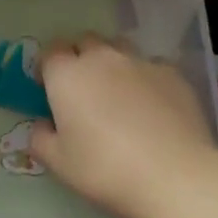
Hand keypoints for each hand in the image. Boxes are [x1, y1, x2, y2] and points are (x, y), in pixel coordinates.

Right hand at [33, 35, 217, 217]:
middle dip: (79, 58)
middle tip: (82, 89)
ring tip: (117, 92)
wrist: (176, 176)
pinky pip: (151, 66)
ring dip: (112, 62)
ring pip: (119, 48)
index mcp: (67, 75)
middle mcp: (101, 58)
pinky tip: (152, 106)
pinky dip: (145, 78)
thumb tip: (43, 125)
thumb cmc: (106, 169)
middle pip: (84, 41)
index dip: (48, 68)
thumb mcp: (59, 164)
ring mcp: (140, 63)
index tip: (49, 89)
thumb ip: (41, 139)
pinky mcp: (173, 74)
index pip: (50, 52)